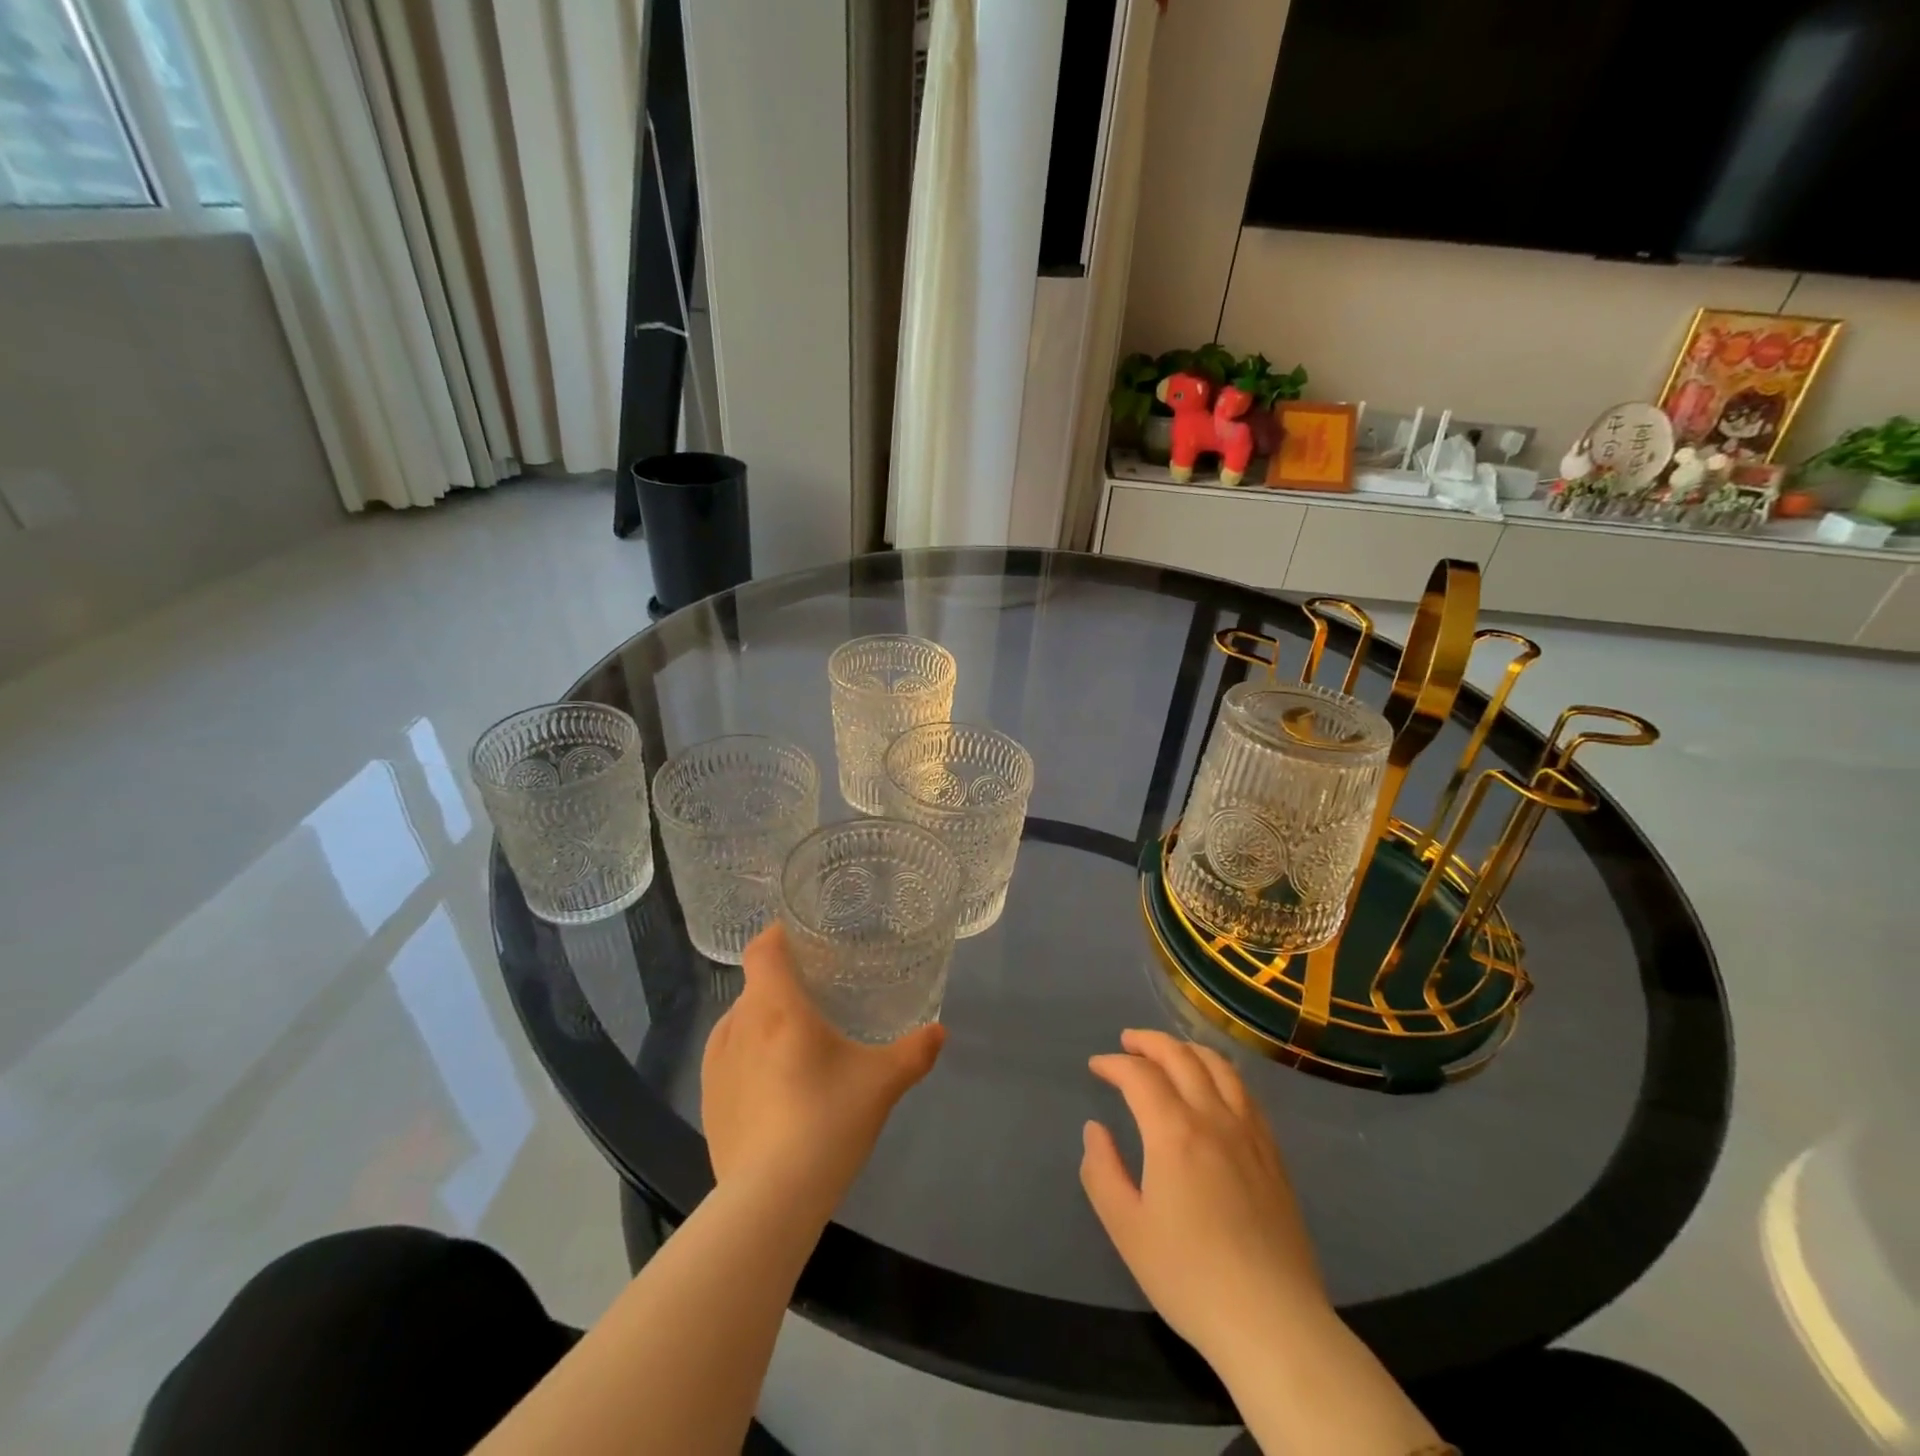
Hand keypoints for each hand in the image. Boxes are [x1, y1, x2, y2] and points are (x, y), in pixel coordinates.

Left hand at [701, 924, 944, 1213]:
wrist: (769, 1201)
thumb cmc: (827, 1121)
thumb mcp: (882, 1082)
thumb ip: (915, 1051)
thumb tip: (940, 1031)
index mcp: (776, 1007)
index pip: (763, 949)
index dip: (777, 936)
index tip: (801, 938)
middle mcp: (738, 1025)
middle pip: (755, 986)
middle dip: (781, 985)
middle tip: (816, 997)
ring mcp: (716, 1066)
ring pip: (739, 1023)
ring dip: (762, 1022)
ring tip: (794, 1043)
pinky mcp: (707, 1102)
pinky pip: (727, 1060)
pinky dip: (748, 1058)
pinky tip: (773, 1086)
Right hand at [1080, 1029, 1326, 1363]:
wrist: (1273, 1323)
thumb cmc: (1190, 1277)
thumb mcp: (1127, 1229)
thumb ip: (1102, 1171)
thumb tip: (1095, 1130)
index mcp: (1174, 1132)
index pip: (1140, 1075)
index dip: (1114, 1064)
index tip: (1096, 1066)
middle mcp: (1214, 1118)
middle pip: (1181, 1057)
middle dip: (1149, 1042)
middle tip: (1127, 1042)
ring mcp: (1250, 1134)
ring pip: (1219, 1067)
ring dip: (1188, 1049)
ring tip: (1170, 1052)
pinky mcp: (1274, 1154)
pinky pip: (1246, 1093)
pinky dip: (1221, 1073)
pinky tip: (1215, 1086)